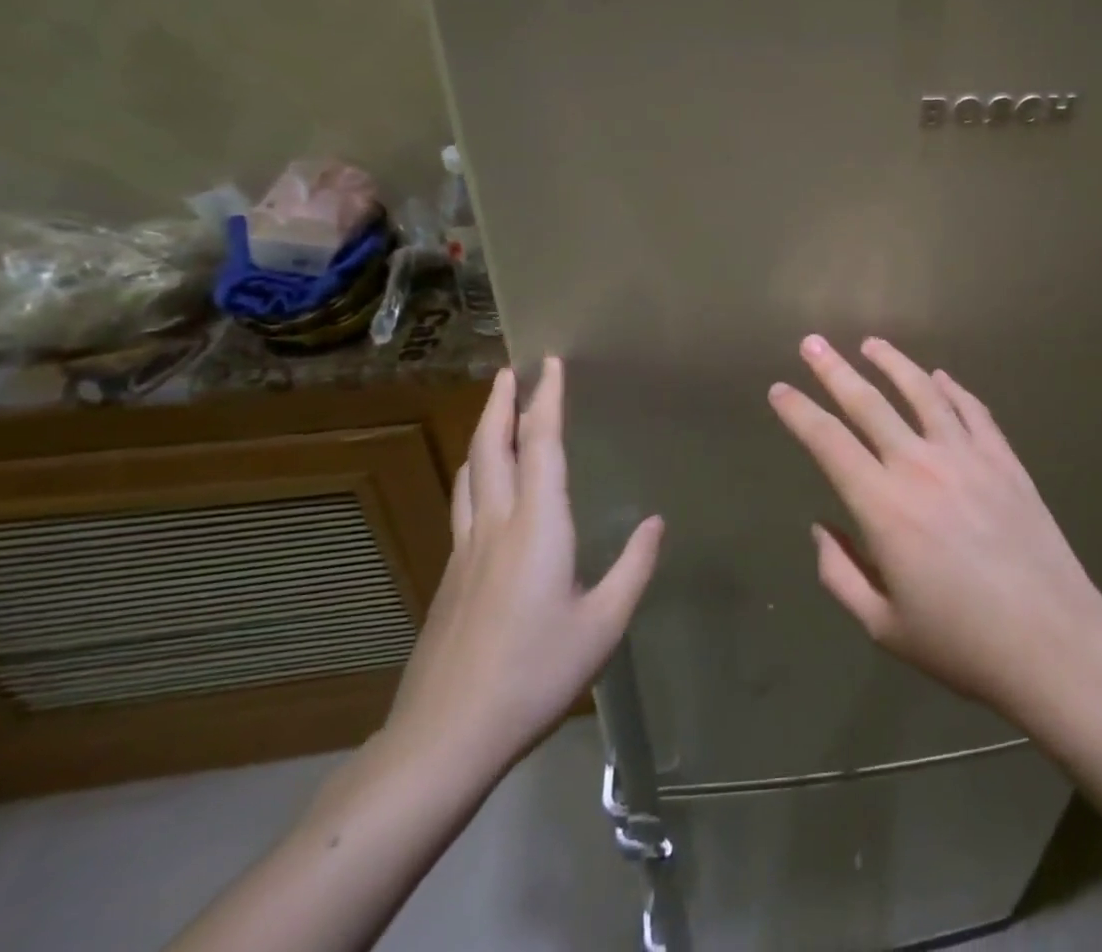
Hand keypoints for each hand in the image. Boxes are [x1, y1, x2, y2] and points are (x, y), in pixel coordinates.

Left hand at [384, 360, 663, 780]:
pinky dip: (475, 471)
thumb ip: (633, 567)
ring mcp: (466, 550)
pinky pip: (463, 503)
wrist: (446, 736)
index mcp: (538, 527)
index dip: (547, 401)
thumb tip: (656, 522)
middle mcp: (496, 525)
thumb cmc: (535, 674)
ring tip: (494, 410)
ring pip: (470, 473)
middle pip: (492, 448)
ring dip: (483, 432)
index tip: (551, 364)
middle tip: (510, 370)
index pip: (541, 446)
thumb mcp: (603, 624)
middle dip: (502, 403)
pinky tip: (481, 483)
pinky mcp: (449, 576)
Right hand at [769, 335, 1101, 724]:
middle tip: (812, 343)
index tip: (779, 389)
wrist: (1054, 642)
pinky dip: (952, 388)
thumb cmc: (962, 643)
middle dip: (834, 370)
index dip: (799, 412)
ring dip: (893, 363)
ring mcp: (967, 456)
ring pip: (923, 392)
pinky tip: (940, 376)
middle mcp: (920, 466)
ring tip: (872, 343)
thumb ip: (840, 574)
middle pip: (869, 403)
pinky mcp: (1004, 459)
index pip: (828, 442)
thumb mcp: (883, 626)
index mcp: (883, 507)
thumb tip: (822, 527)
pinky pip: (973, 410)